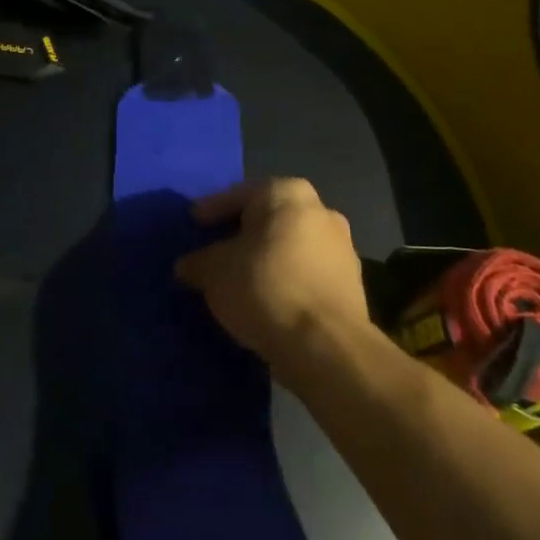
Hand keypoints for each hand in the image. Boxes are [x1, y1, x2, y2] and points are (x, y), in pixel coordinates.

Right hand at [175, 178, 372, 369]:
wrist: (327, 346)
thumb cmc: (264, 286)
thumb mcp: (214, 272)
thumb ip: (198, 262)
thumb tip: (187, 266)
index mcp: (288, 193)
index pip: (239, 196)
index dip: (211, 211)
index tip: (194, 225)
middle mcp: (321, 211)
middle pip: (269, 220)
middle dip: (242, 235)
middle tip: (215, 251)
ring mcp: (342, 249)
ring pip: (290, 248)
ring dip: (266, 261)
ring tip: (238, 282)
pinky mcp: (352, 287)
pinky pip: (306, 276)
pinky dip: (285, 283)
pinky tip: (265, 302)